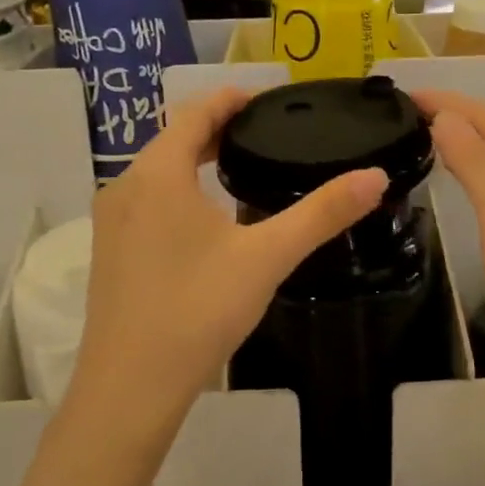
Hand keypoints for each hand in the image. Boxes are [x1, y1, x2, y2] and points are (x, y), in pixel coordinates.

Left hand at [67, 87, 387, 441]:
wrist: (130, 387)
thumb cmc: (198, 310)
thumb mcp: (267, 257)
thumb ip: (322, 213)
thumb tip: (375, 176)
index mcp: (158, 173)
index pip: (194, 112)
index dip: (229, 99)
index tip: (265, 98)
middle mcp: (125, 186)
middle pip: (173, 138)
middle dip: (215, 128)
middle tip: (263, 132)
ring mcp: (110, 220)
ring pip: (157, 171)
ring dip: (194, 159)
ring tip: (240, 166)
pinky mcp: (109, 251)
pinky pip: (146, 199)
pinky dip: (177, 188)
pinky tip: (206, 218)